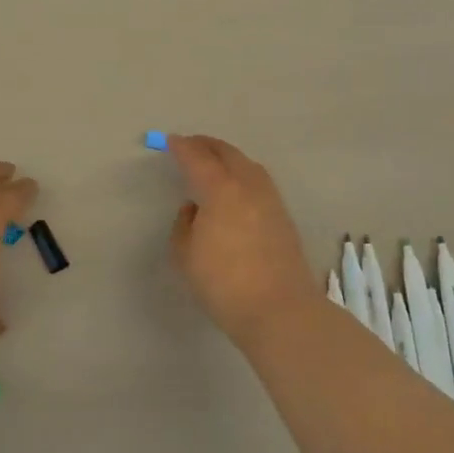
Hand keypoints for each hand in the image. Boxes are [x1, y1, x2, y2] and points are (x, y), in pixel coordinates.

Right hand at [167, 135, 321, 346]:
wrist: (279, 310)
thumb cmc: (223, 284)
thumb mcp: (185, 256)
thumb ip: (184, 224)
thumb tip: (194, 209)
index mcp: (221, 190)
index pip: (198, 158)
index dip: (182, 147)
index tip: (170, 142)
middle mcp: (248, 186)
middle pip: (227, 153)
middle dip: (206, 145)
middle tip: (190, 145)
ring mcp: (270, 199)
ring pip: (248, 165)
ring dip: (228, 157)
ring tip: (213, 162)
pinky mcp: (283, 216)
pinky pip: (259, 181)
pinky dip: (243, 174)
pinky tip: (235, 188)